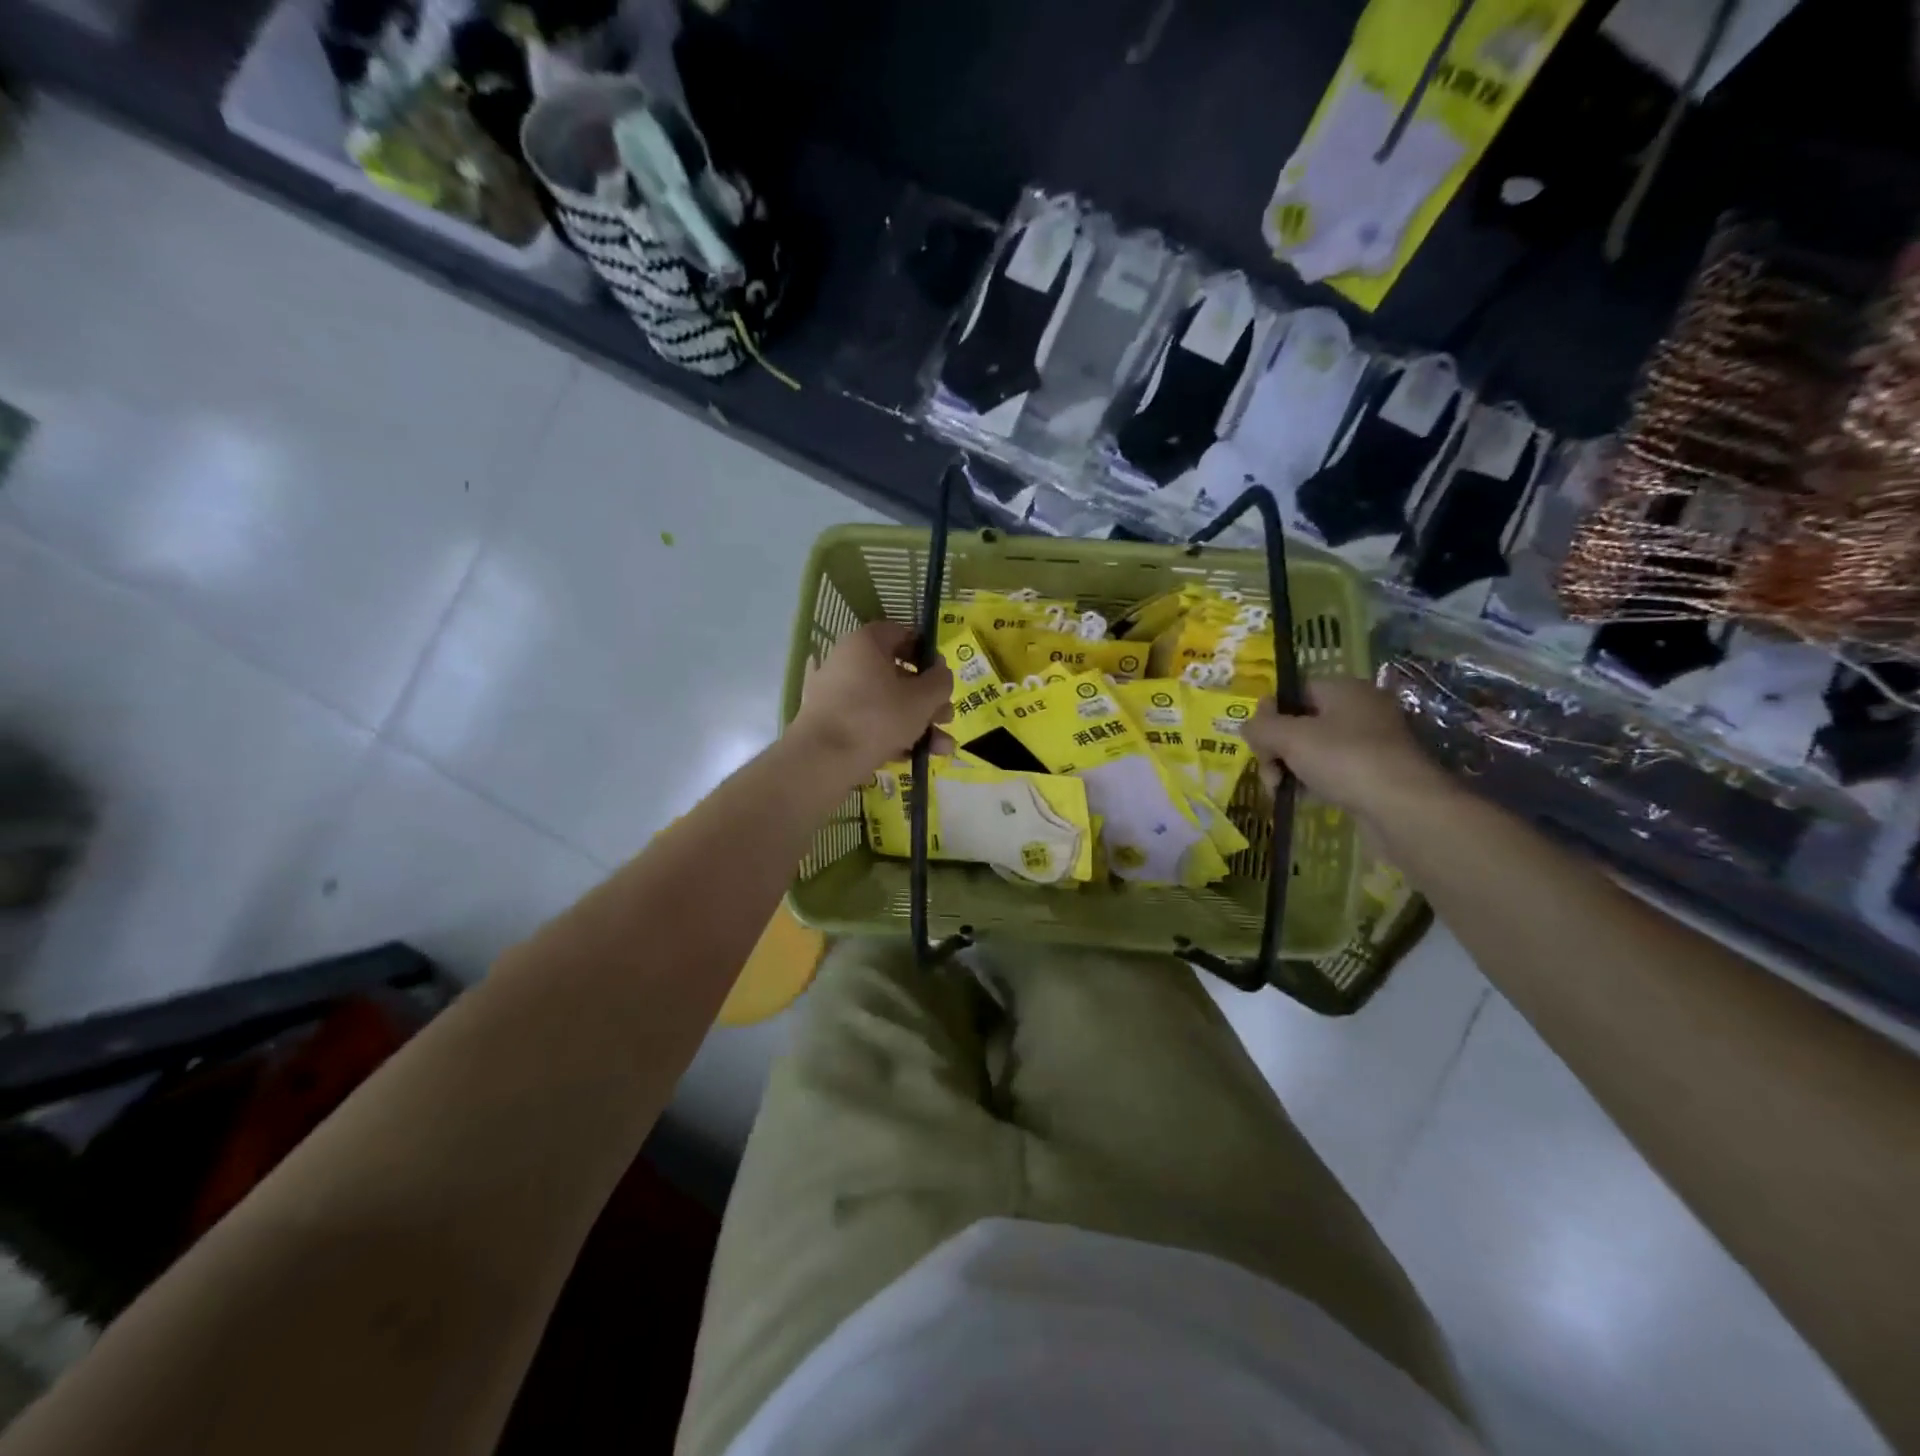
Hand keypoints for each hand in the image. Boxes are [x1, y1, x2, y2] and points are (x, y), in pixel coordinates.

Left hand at [790, 622, 954, 780]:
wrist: (822, 761)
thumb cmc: (877, 718)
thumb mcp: (922, 699)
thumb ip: (940, 682)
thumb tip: (940, 673)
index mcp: (865, 643)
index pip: (902, 634)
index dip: (927, 653)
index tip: (943, 676)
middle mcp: (846, 661)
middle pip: (897, 674)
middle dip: (928, 700)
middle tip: (946, 718)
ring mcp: (834, 693)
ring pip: (885, 703)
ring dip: (917, 724)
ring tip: (940, 748)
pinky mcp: (829, 722)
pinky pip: (866, 721)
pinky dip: (890, 735)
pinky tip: (911, 757)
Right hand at [1245, 673, 1450, 825]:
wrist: (1404, 808)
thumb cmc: (1344, 760)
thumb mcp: (1290, 737)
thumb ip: (1261, 727)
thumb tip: (1247, 725)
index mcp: (1343, 689)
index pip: (1294, 691)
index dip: (1270, 714)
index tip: (1258, 741)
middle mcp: (1360, 709)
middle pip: (1301, 722)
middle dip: (1277, 748)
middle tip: (1270, 773)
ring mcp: (1371, 742)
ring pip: (1315, 749)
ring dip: (1291, 767)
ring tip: (1282, 790)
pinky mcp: (1376, 772)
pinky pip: (1333, 770)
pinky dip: (1314, 781)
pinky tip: (1305, 797)